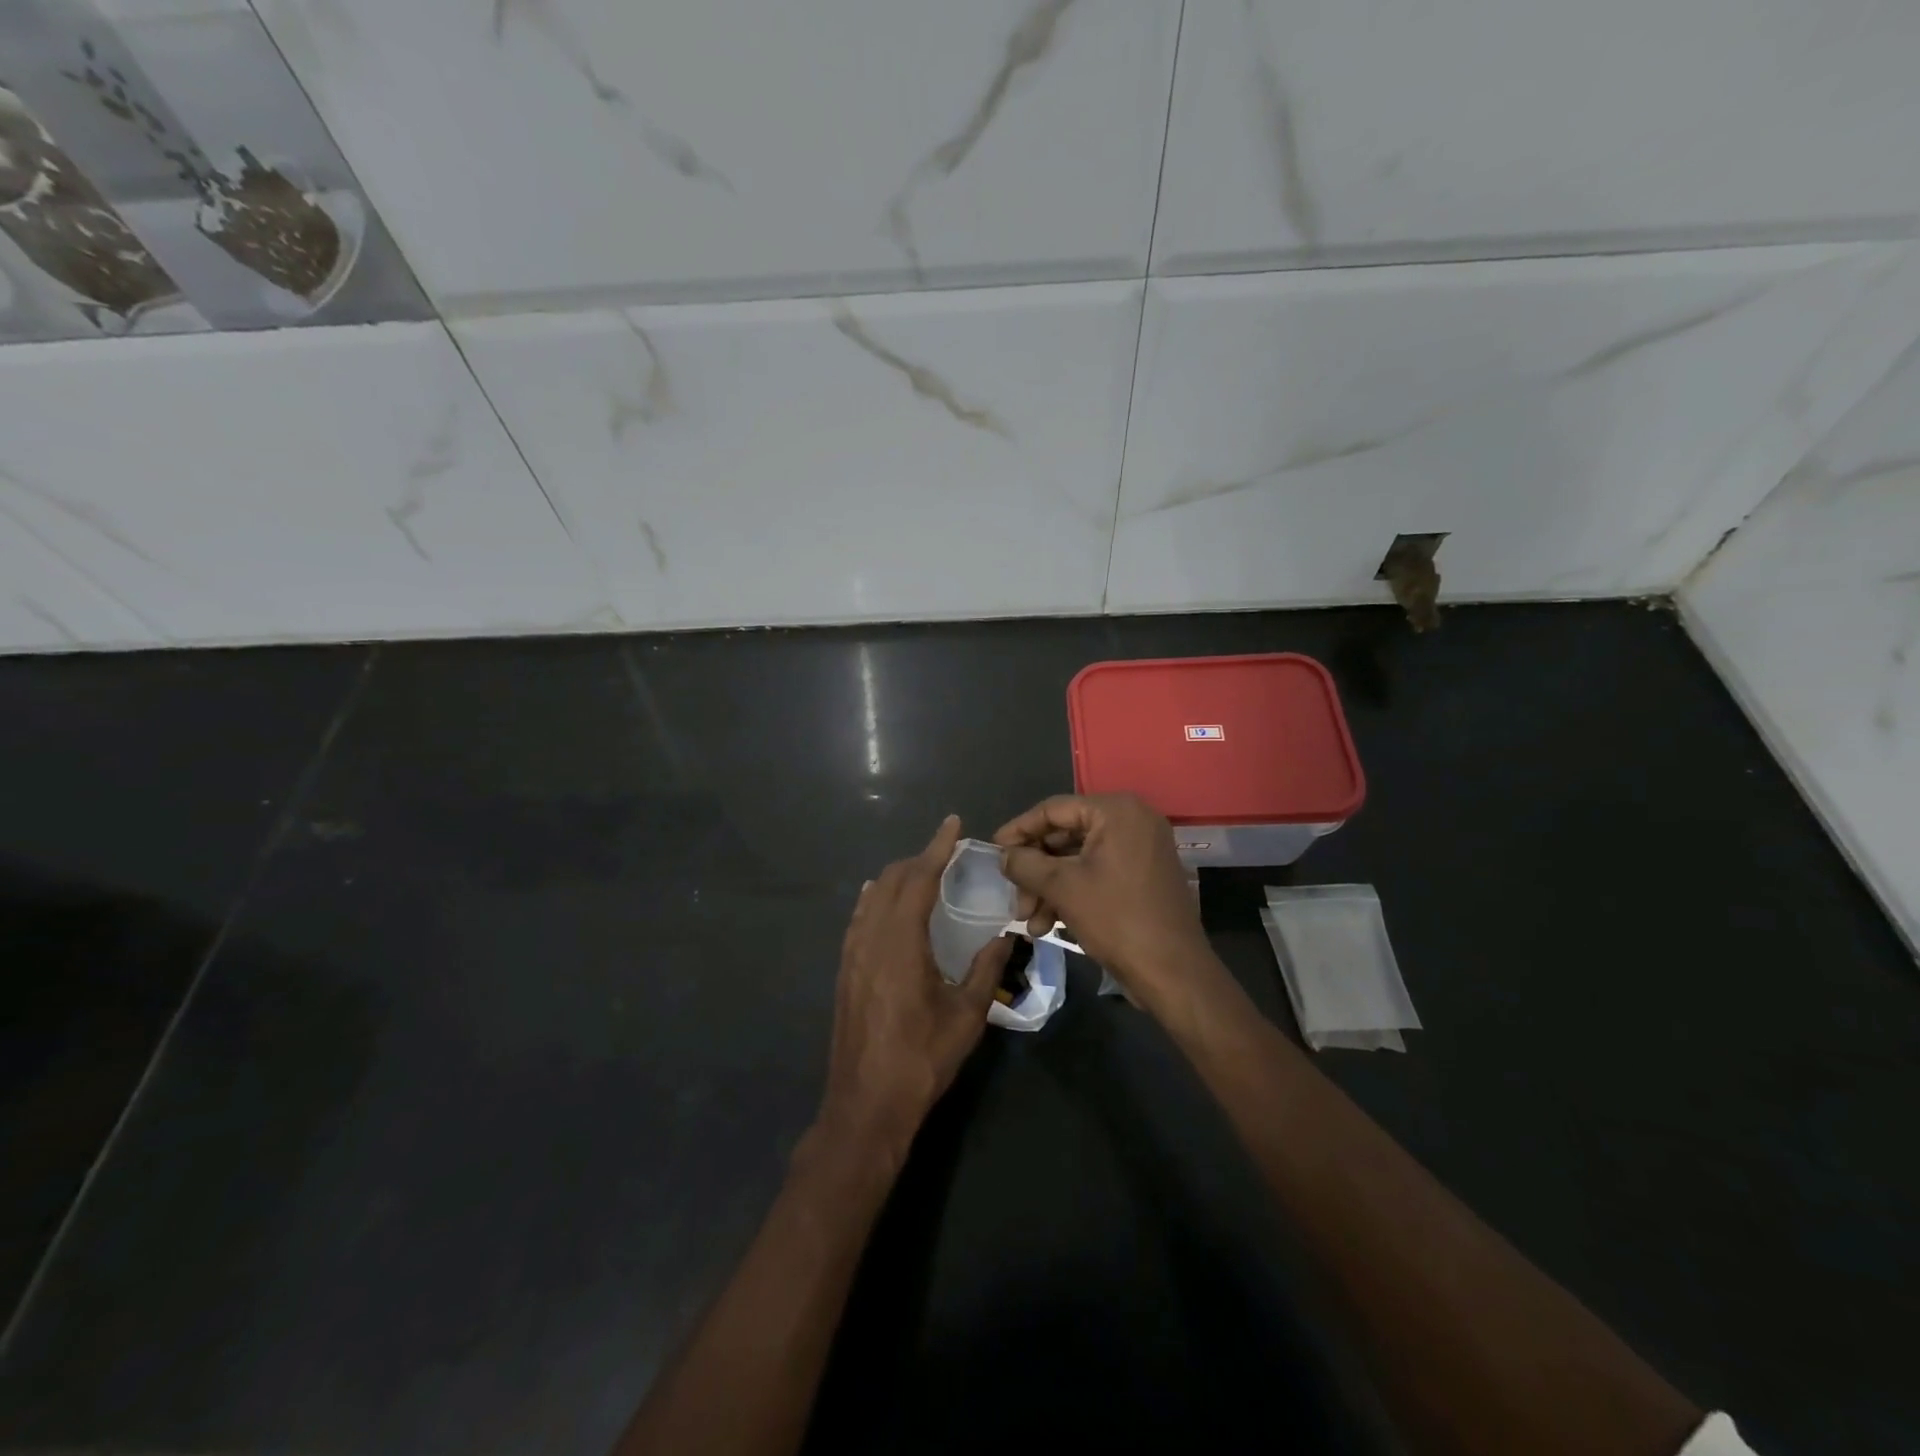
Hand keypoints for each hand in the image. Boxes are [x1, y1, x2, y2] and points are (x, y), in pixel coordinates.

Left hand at [818, 815, 1011, 1159]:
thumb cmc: (921, 1058)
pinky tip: (883, 901)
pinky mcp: (845, 970)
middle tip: (947, 854)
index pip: (918, 878)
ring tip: (922, 873)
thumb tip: (1006, 936)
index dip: (937, 847)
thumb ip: (987, 969)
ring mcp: (852, 953)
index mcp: (901, 942)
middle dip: (919, 859)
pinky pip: (860, 917)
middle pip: (891, 880)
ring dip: (897, 877)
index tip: (953, 824)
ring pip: (872, 897)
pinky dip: (877, 898)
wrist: (866, 1103)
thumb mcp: (966, 1015)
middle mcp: (871, 937)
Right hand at [994, 794, 1214, 1015]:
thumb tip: (1003, 854)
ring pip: (1078, 859)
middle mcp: (1132, 820)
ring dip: (1049, 888)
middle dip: (1035, 870)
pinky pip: (1097, 873)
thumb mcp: (1063, 888)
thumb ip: (1026, 864)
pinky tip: (1050, 924)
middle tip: (1014, 898)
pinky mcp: (1142, 875)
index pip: (1054, 809)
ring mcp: (1140, 849)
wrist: (1173, 972)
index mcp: (1116, 811)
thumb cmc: (1117, 919)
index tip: (993, 850)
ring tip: (1029, 922)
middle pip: (1065, 836)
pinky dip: (1072, 893)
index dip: (1019, 830)